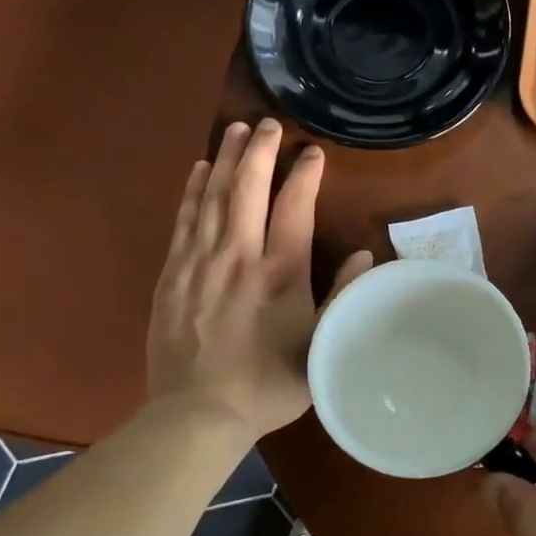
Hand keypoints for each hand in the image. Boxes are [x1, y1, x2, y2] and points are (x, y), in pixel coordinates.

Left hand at [147, 119, 372, 440]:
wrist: (197, 413)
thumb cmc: (269, 382)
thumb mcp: (321, 345)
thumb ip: (342, 296)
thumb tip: (364, 255)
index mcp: (279, 272)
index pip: (294, 207)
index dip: (304, 174)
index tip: (312, 151)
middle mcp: (238, 256)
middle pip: (247, 189)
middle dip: (259, 151)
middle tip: (267, 122)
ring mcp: (199, 262)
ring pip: (213, 197)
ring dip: (226, 159)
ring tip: (235, 129)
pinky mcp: (172, 274)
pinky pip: (184, 220)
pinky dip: (193, 191)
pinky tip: (199, 170)